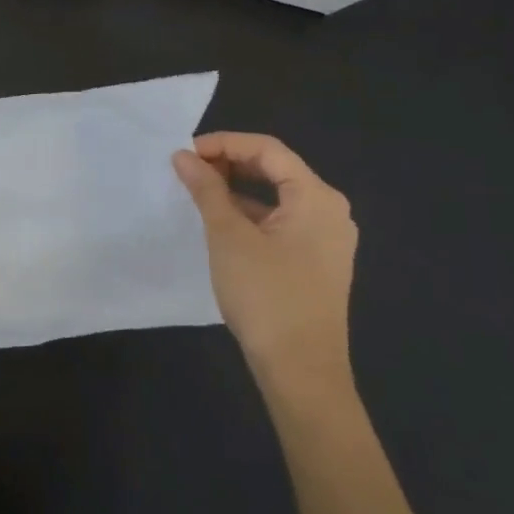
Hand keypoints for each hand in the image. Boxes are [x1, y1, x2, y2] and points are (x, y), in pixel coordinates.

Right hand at [172, 133, 358, 406]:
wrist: (301, 370)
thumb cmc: (266, 294)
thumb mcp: (228, 236)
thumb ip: (206, 190)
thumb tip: (183, 156)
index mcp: (317, 197)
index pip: (268, 149)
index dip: (224, 143)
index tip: (184, 153)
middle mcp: (330, 211)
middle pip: (276, 169)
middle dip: (230, 163)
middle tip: (188, 170)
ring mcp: (327, 239)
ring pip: (278, 197)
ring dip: (238, 189)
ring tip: (198, 192)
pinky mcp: (318, 262)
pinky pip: (282, 222)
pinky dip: (251, 214)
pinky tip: (222, 223)